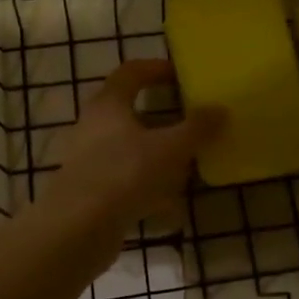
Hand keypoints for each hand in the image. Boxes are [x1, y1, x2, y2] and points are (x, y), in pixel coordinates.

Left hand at [44, 59, 224, 225]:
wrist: (78, 229)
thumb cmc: (125, 174)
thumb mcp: (170, 148)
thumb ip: (197, 128)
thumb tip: (220, 109)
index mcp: (109, 105)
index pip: (130, 73)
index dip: (156, 69)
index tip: (181, 75)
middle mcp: (93, 128)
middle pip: (130, 114)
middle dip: (162, 121)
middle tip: (190, 125)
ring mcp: (88, 162)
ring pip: (130, 152)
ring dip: (157, 159)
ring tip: (186, 172)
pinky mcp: (90, 193)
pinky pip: (126, 184)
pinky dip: (149, 192)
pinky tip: (170, 212)